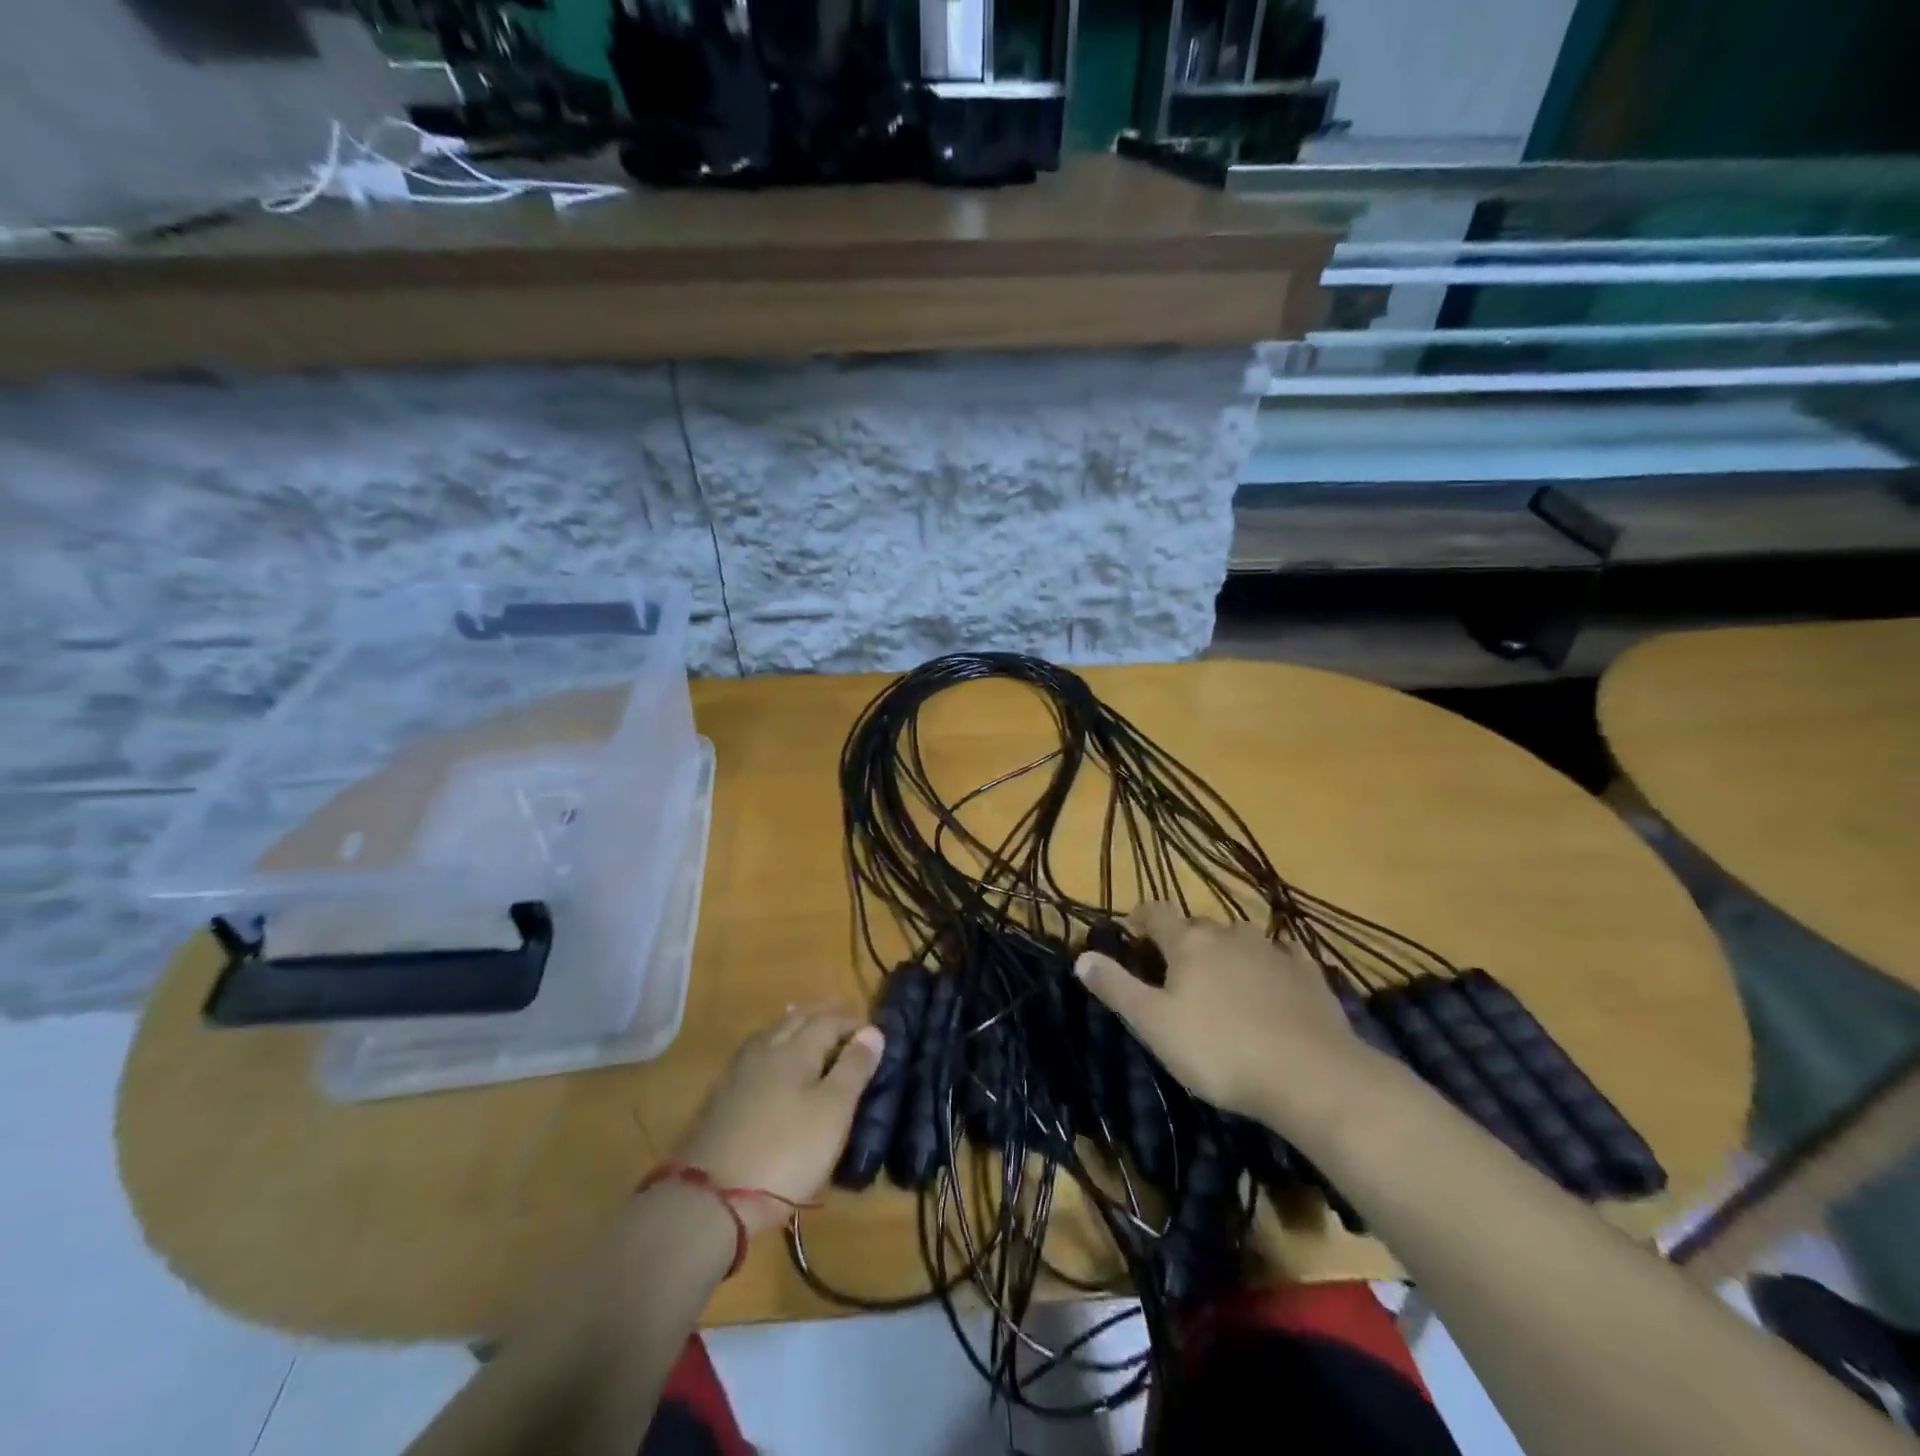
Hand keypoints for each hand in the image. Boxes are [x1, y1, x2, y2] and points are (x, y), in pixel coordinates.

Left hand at [670, 1008, 882, 1233]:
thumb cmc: (786, 1152)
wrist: (710, 1199)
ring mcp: (738, 1073)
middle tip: (843, 1028)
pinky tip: (772, 1067)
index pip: (829, 1020)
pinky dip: (773, 1052)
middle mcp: (766, 1049)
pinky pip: (754, 1058)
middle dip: (822, 1019)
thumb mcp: (833, 1112)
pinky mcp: (720, 1098)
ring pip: (772, 1036)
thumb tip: (872, 1030)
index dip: (852, 1023)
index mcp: (796, 1048)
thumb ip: (854, 1068)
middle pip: (796, 1021)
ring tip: (808, 1036)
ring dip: (794, 1030)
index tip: (872, 1034)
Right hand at [1075, 903, 1379, 1133]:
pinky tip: (1274, 979)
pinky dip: (1271, 963)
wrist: (1311, 1075)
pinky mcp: (1309, 975)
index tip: (1133, 929)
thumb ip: (1117, 988)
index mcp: (1189, 944)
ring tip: (1221, 975)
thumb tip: (1082, 957)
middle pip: (1198, 926)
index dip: (1141, 916)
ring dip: (1226, 949)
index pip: (1157, 912)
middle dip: (1183, 939)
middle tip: (1174, 968)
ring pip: (1240, 937)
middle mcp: (1230, 936)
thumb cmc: (1220, 1050)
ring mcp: (1273, 952)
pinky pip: (1284, 956)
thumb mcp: (1154, 1025)